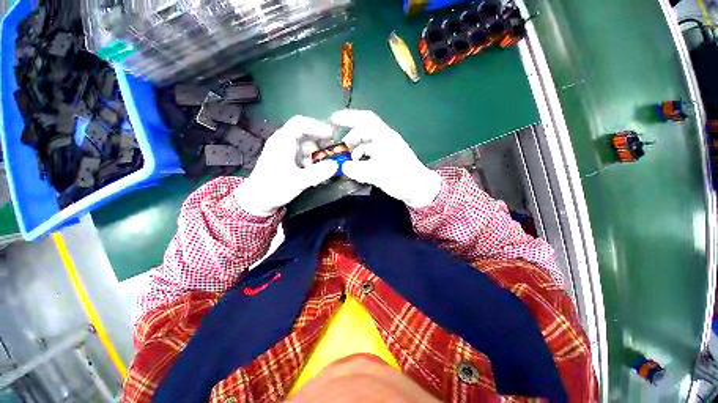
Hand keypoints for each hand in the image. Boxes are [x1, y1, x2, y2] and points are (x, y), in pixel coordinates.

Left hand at [235, 116, 337, 215]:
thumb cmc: (274, 188)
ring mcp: (284, 151)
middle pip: (305, 134)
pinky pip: (302, 155)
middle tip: (333, 152)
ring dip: (317, 153)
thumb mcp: (298, 181)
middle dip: (320, 142)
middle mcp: (283, 142)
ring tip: (325, 165)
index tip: (332, 135)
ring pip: (305, 145)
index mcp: (282, 141)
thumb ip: (318, 173)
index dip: (318, 126)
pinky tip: (316, 171)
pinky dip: (311, 160)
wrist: (257, 200)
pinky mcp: (286, 159)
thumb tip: (336, 165)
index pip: (301, 123)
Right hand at [330, 110, 441, 207]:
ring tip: (348, 162)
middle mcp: (385, 140)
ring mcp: (386, 149)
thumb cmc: (401, 178)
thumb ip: (357, 170)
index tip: (333, 120)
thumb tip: (343, 166)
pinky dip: (362, 158)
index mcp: (384, 137)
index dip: (348, 117)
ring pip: (366, 144)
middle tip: (341, 151)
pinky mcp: (386, 159)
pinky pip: (370, 154)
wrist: (419, 190)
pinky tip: (358, 168)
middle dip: (350, 139)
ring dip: (355, 150)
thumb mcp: (377, 174)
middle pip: (363, 131)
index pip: (365, 119)